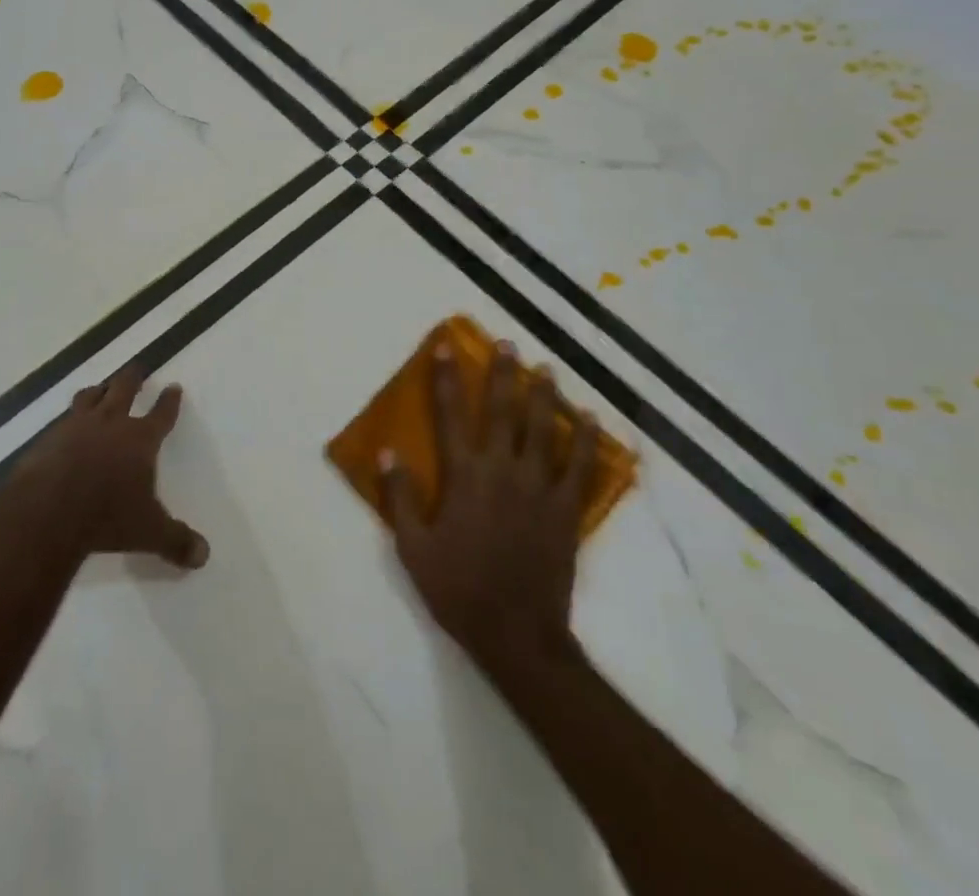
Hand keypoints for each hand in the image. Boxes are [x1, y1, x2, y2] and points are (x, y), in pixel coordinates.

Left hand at [15, 366, 210, 570]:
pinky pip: (62, 420)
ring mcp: (76, 427)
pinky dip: (69, 418)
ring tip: (100, 388)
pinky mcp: (48, 439)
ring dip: (98, 390)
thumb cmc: (106, 518)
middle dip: (132, 378)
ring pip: (90, 396)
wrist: (48, 512)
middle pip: (124, 389)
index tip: (174, 387)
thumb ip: (177, 541)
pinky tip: (66, 427)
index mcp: (140, 439)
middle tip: (136, 368)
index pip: (161, 414)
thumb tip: (204, 555)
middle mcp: (110, 423)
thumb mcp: (149, 533)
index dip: (169, 401)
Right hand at [381, 339, 594, 679]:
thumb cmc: (458, 590)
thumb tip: (387, 451)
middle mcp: (502, 470)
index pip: (451, 415)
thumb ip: (400, 497)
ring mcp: (539, 488)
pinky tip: (591, 420)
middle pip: (503, 411)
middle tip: (509, 344)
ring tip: (547, 369)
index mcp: (464, 476)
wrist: (517, 634)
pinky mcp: (566, 510)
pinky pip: (580, 467)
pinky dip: (586, 441)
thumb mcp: (413, 548)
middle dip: (503, 374)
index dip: (447, 378)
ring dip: (545, 396)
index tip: (447, 346)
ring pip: (543, 430)